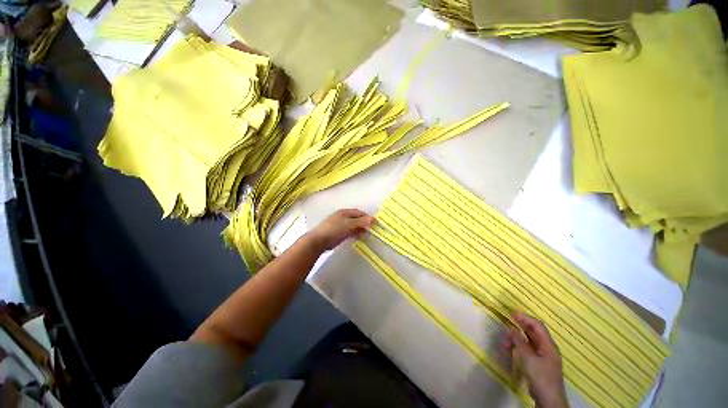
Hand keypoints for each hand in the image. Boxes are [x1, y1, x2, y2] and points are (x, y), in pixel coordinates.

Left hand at [306, 209, 374, 251]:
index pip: (358, 212)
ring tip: (367, 233)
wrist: (319, 240)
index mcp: (344, 212)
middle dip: (364, 223)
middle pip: (356, 219)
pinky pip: (349, 232)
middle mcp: (343, 217)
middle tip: (372, 229)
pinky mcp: (338, 234)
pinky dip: (355, 233)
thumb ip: (361, 222)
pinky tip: (359, 237)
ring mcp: (340, 226)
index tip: (374, 223)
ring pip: (353, 226)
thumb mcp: (349, 224)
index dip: (366, 216)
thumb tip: (373, 219)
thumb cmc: (335, 229)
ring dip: (360, 229)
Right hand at [504, 313, 567, 407]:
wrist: (548, 399)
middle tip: (505, 325)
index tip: (511, 314)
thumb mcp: (527, 357)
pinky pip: (528, 350)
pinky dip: (519, 348)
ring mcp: (544, 357)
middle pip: (533, 332)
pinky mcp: (539, 364)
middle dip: (519, 328)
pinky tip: (511, 351)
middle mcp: (547, 348)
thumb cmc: (540, 376)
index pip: (537, 325)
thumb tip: (511, 329)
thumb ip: (519, 341)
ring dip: (517, 340)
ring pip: (529, 342)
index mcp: (548, 345)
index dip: (525, 317)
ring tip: (505, 343)